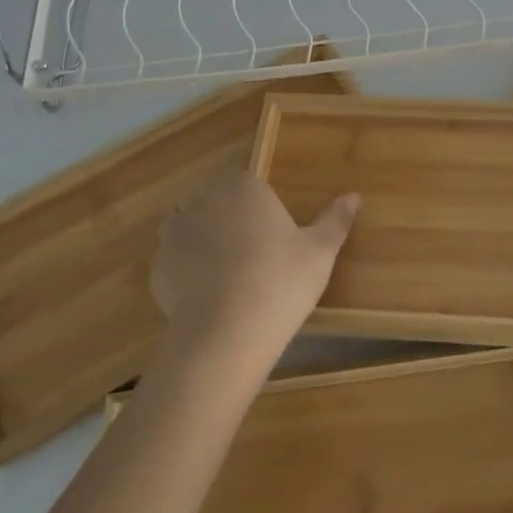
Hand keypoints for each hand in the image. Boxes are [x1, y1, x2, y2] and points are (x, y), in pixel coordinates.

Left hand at [151, 170, 358, 367]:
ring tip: (230, 272)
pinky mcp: (158, 268)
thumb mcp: (320, 252)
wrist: (225, 334)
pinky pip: (176, 261)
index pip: (244, 178)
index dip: (256, 199)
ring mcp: (175, 234)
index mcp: (243, 187)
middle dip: (230, 217)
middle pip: (216, 199)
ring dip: (205, 240)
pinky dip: (188, 271)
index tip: (271, 226)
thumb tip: (354, 196)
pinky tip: (208, 295)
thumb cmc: (280, 281)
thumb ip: (335, 220)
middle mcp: (204, 200)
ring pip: (192, 227)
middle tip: (255, 251)